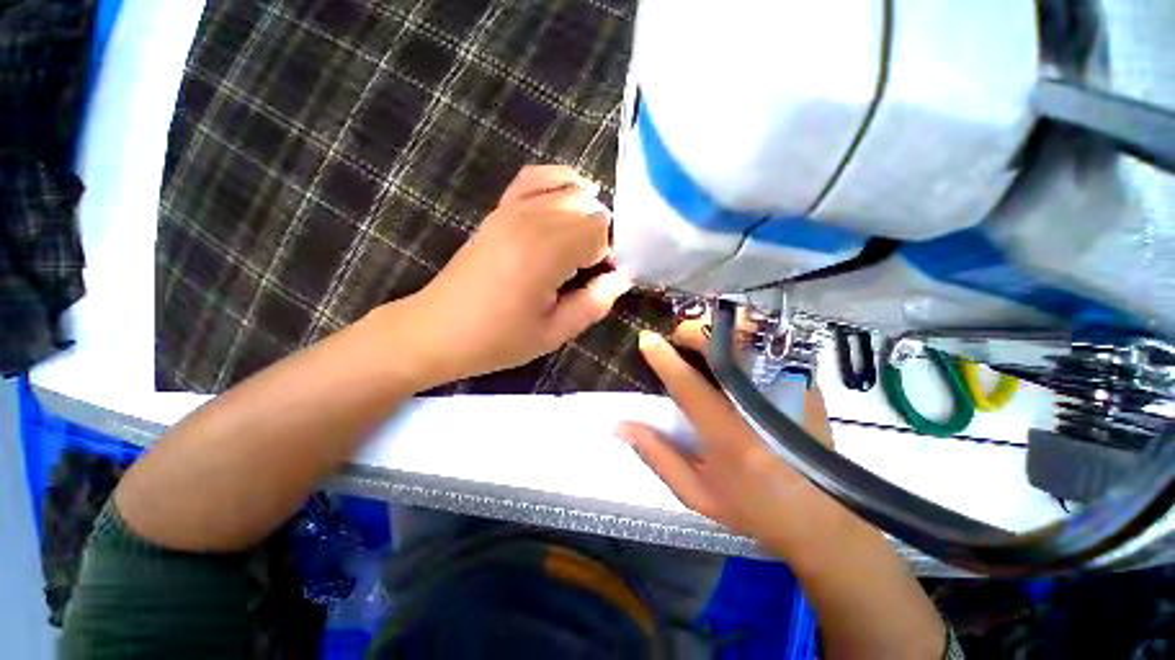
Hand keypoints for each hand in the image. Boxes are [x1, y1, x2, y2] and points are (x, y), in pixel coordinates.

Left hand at [395, 165, 631, 387]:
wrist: (437, 329)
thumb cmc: (497, 339)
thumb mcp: (553, 333)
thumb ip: (594, 304)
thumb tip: (620, 279)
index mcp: (546, 252)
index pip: (600, 232)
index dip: (609, 255)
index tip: (600, 279)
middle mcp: (531, 219)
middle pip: (589, 208)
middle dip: (599, 236)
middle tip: (591, 269)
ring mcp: (512, 208)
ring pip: (569, 189)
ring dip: (585, 213)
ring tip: (581, 243)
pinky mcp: (499, 210)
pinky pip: (534, 178)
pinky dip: (558, 182)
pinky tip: (566, 198)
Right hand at [617, 331, 852, 560]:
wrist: (822, 519)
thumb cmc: (752, 508)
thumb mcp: (696, 493)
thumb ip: (657, 455)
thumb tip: (620, 426)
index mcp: (729, 436)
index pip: (689, 385)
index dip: (664, 358)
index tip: (645, 338)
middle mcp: (760, 407)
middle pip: (724, 351)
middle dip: (694, 332)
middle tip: (677, 336)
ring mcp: (788, 393)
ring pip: (751, 341)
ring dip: (720, 331)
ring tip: (702, 339)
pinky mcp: (804, 387)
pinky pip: (770, 348)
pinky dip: (745, 339)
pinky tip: (733, 348)